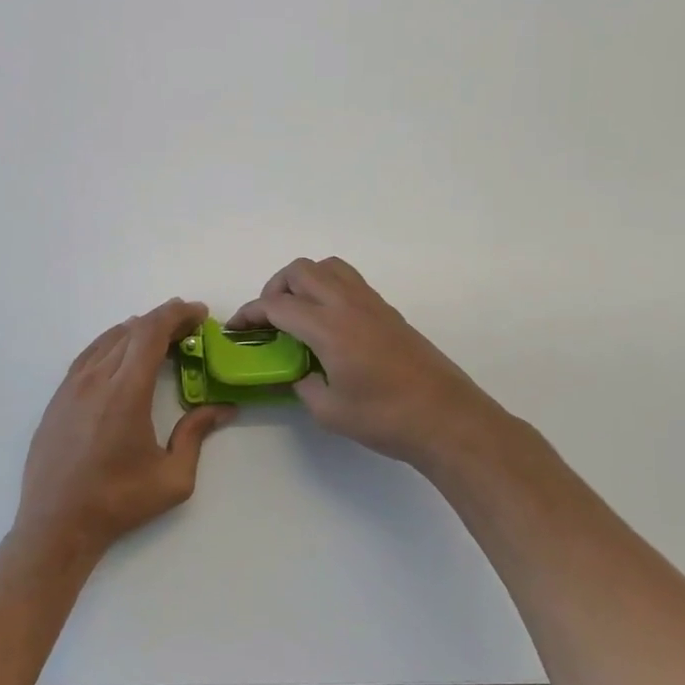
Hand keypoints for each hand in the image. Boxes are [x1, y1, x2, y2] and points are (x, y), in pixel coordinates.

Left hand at [14, 299, 235, 562]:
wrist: (56, 524)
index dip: (177, 314)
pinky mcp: (59, 396)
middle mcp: (96, 378)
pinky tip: (123, 354)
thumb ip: (196, 435)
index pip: (151, 332)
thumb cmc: (118, 502)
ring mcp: (72, 384)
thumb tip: (222, 408)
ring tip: (161, 337)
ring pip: (109, 338)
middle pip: (132, 330)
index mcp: (126, 392)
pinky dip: (113, 343)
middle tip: (189, 328)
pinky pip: (90, 354)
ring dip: (138, 330)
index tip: (199, 313)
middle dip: (163, 320)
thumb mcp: (172, 478)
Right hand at [227, 257, 514, 474]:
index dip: (250, 313)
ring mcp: (370, 303)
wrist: (447, 418)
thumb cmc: (385, 418)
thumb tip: (297, 373)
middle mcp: (347, 304)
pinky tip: (329, 323)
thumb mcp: (329, 411)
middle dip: (274, 288)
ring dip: (303, 281)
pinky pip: (348, 280)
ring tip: (298, 313)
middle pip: (300, 271)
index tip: (237, 328)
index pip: (276, 305)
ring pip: (327, 266)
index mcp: (328, 328)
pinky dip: (327, 287)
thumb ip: (303, 385)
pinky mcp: (387, 310)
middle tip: (269, 319)